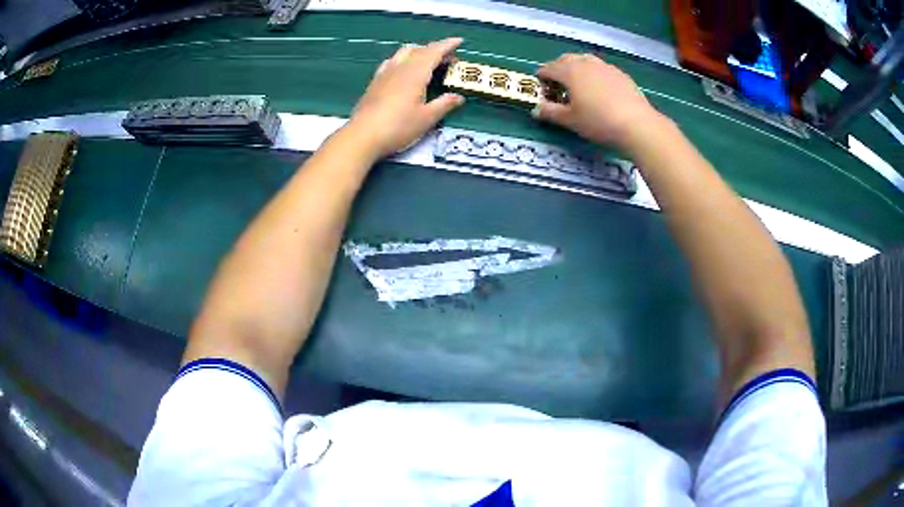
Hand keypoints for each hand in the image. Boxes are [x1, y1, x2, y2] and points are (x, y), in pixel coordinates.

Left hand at [345, 38, 465, 159]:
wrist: (363, 136)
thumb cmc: (398, 127)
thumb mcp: (427, 118)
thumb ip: (444, 104)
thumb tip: (458, 97)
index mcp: (415, 73)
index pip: (434, 51)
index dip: (447, 45)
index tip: (459, 41)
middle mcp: (399, 68)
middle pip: (419, 50)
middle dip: (435, 50)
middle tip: (448, 60)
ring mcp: (385, 73)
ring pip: (403, 53)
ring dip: (419, 52)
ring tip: (428, 63)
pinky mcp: (375, 82)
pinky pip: (391, 62)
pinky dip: (403, 60)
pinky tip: (404, 70)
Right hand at [533, 54, 660, 147]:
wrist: (637, 124)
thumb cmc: (598, 122)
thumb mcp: (570, 120)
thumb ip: (550, 113)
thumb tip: (535, 110)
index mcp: (570, 71)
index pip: (549, 68)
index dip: (542, 76)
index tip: (540, 86)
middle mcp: (586, 63)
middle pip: (566, 59)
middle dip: (558, 68)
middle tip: (557, 84)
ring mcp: (605, 67)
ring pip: (585, 60)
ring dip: (577, 67)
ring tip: (578, 83)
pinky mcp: (621, 74)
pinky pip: (601, 68)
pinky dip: (594, 73)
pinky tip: (599, 88)